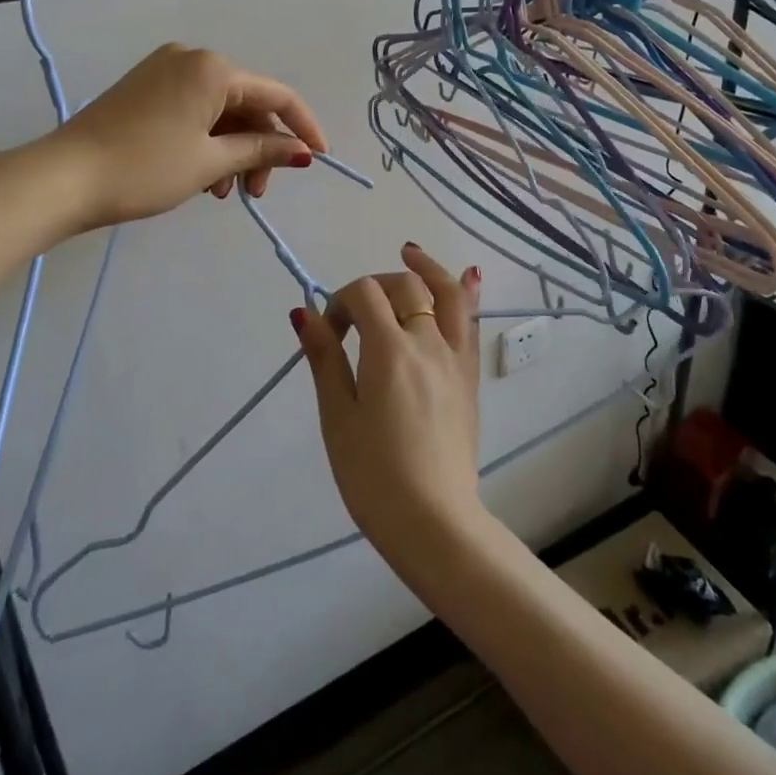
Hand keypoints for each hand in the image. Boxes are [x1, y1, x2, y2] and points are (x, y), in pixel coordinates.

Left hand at [52, 43, 326, 230]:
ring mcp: (165, 70)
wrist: (63, 177)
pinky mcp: (145, 87)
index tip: (319, 157)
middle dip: (259, 146)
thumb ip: (260, 150)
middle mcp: (192, 58)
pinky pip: (193, 109)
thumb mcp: (209, 162)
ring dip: (232, 149)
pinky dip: (206, 140)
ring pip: (220, 109)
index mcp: (213, 68)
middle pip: (247, 102)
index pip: (277, 94)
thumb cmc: (144, 167)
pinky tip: (202, 176)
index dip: (302, 126)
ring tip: (223, 193)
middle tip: (255, 193)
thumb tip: (301, 151)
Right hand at [292, 245, 484, 570]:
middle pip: (404, 286)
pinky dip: (467, 293)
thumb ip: (324, 359)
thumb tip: (303, 312)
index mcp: (389, 351)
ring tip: (409, 252)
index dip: (340, 302)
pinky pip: (472, 324)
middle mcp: (427, 343)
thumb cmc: (373, 476)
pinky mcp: (469, 376)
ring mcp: (454, 358)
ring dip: (426, 268)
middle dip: (374, 286)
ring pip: (446, 294)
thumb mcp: (337, 418)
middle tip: (354, 317)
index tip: (328, 334)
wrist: (434, 523)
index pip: (365, 294)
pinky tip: (468, 276)